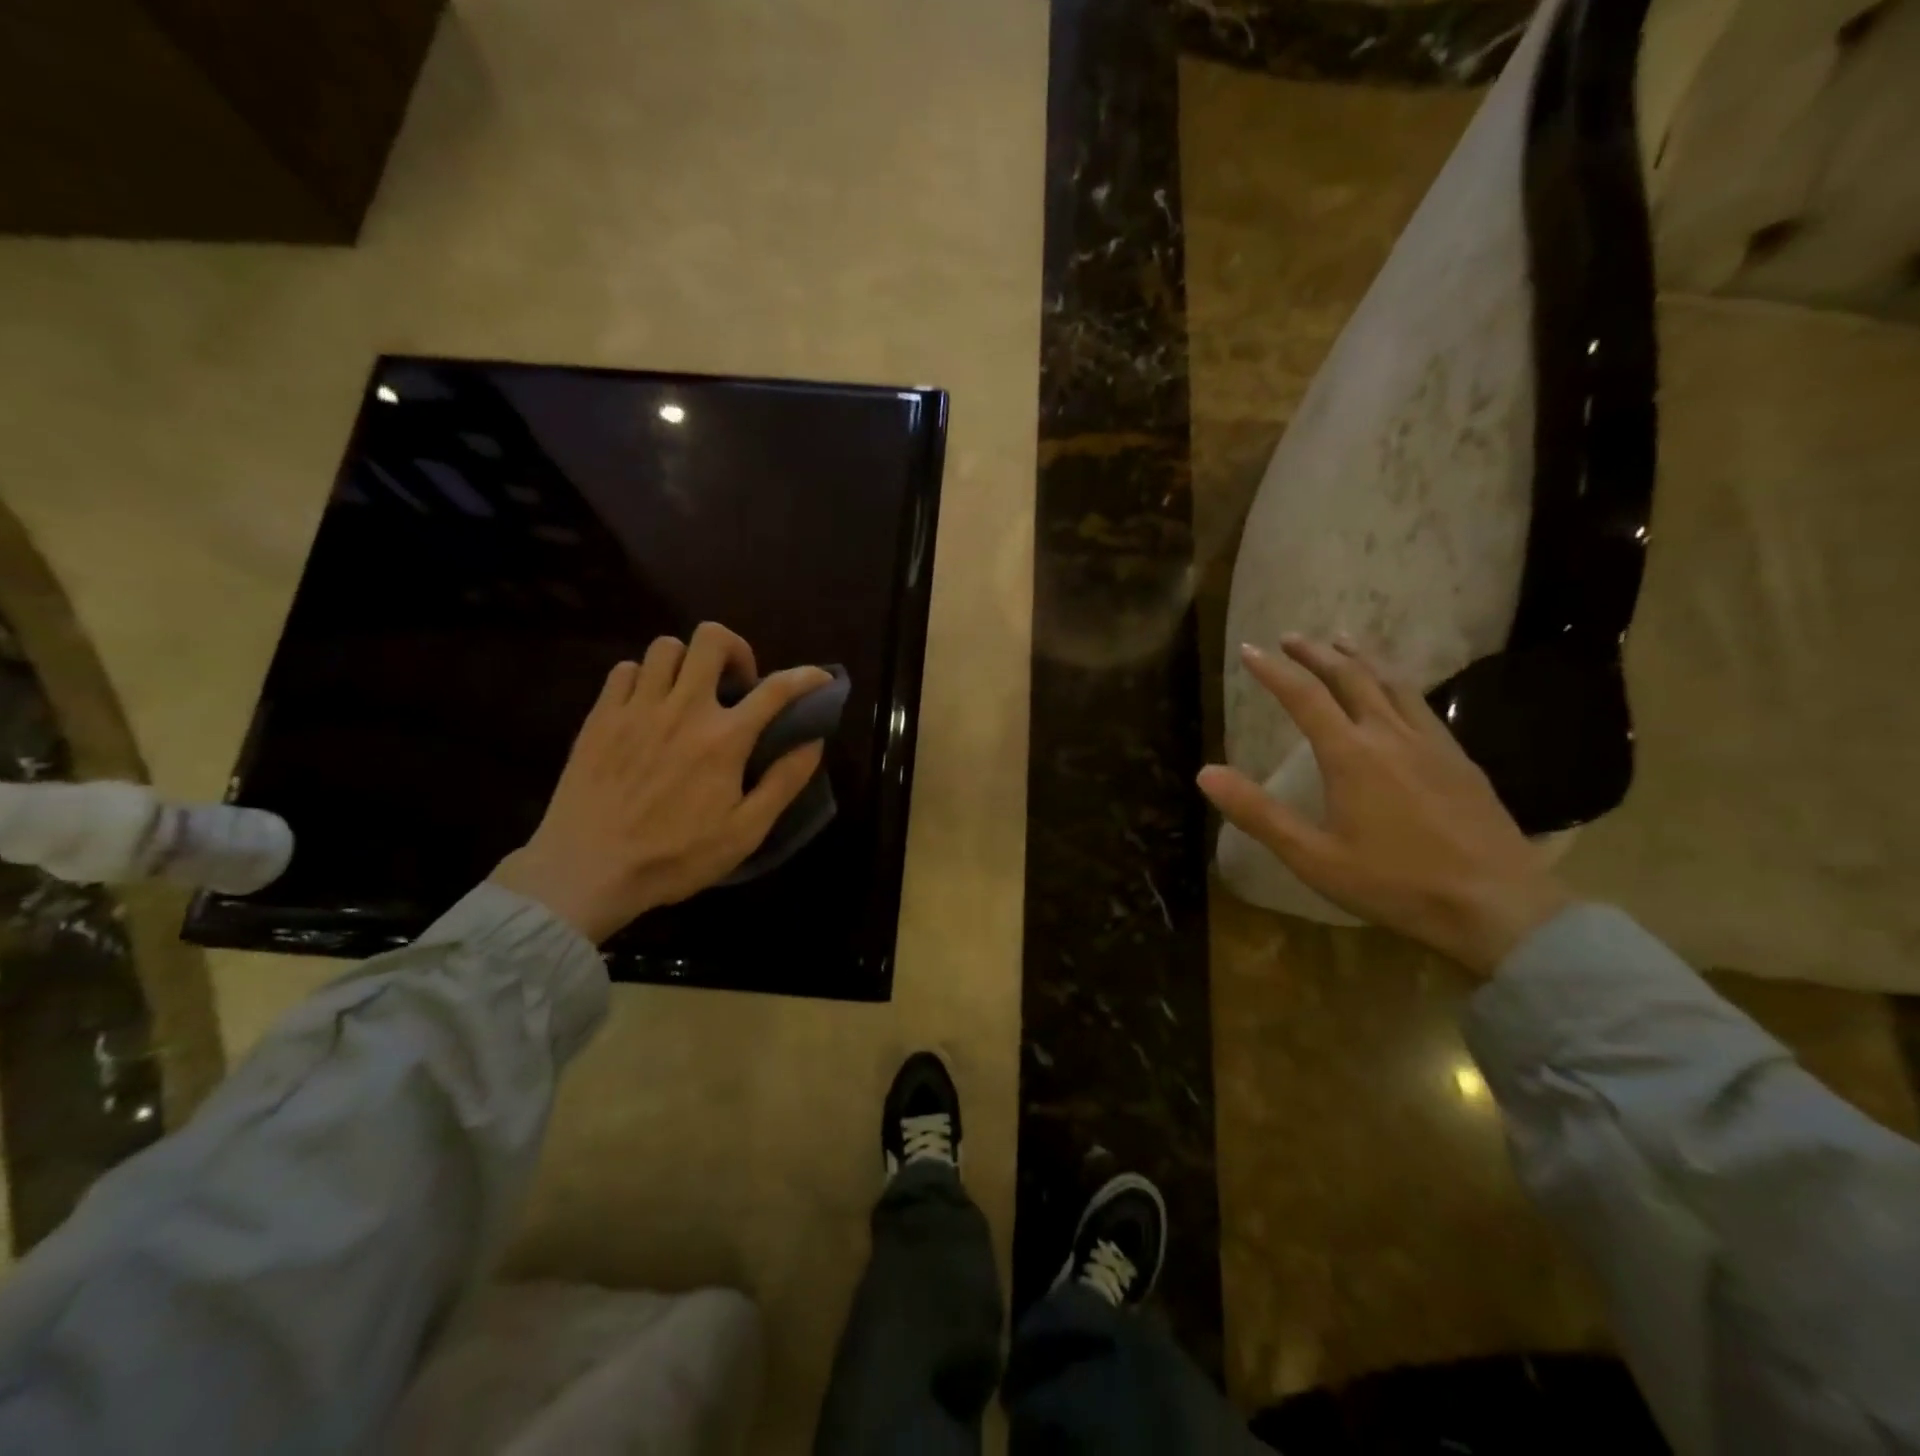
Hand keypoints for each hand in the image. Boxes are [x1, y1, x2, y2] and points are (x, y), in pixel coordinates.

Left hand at [491, 623, 829, 943]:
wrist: (587, 870)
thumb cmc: (675, 857)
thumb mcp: (745, 832)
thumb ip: (784, 782)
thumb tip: (813, 742)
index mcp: (724, 739)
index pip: (776, 689)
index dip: (806, 677)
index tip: (819, 679)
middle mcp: (682, 709)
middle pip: (711, 640)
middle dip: (735, 650)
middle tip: (737, 684)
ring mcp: (636, 709)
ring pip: (665, 647)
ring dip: (687, 662)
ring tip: (690, 692)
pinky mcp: (599, 717)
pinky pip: (624, 670)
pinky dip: (643, 677)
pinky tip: (648, 706)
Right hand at [1198, 635, 1569, 974]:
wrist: (1496, 905)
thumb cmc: (1394, 883)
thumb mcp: (1313, 856)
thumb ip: (1258, 812)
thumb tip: (1205, 773)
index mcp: (1351, 755)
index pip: (1304, 697)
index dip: (1273, 671)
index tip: (1250, 650)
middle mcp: (1390, 735)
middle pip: (1350, 677)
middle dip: (1316, 653)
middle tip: (1291, 637)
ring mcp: (1431, 743)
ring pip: (1391, 683)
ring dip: (1360, 658)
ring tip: (1341, 641)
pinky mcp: (1459, 759)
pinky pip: (1421, 703)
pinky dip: (1396, 682)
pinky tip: (1396, 692)